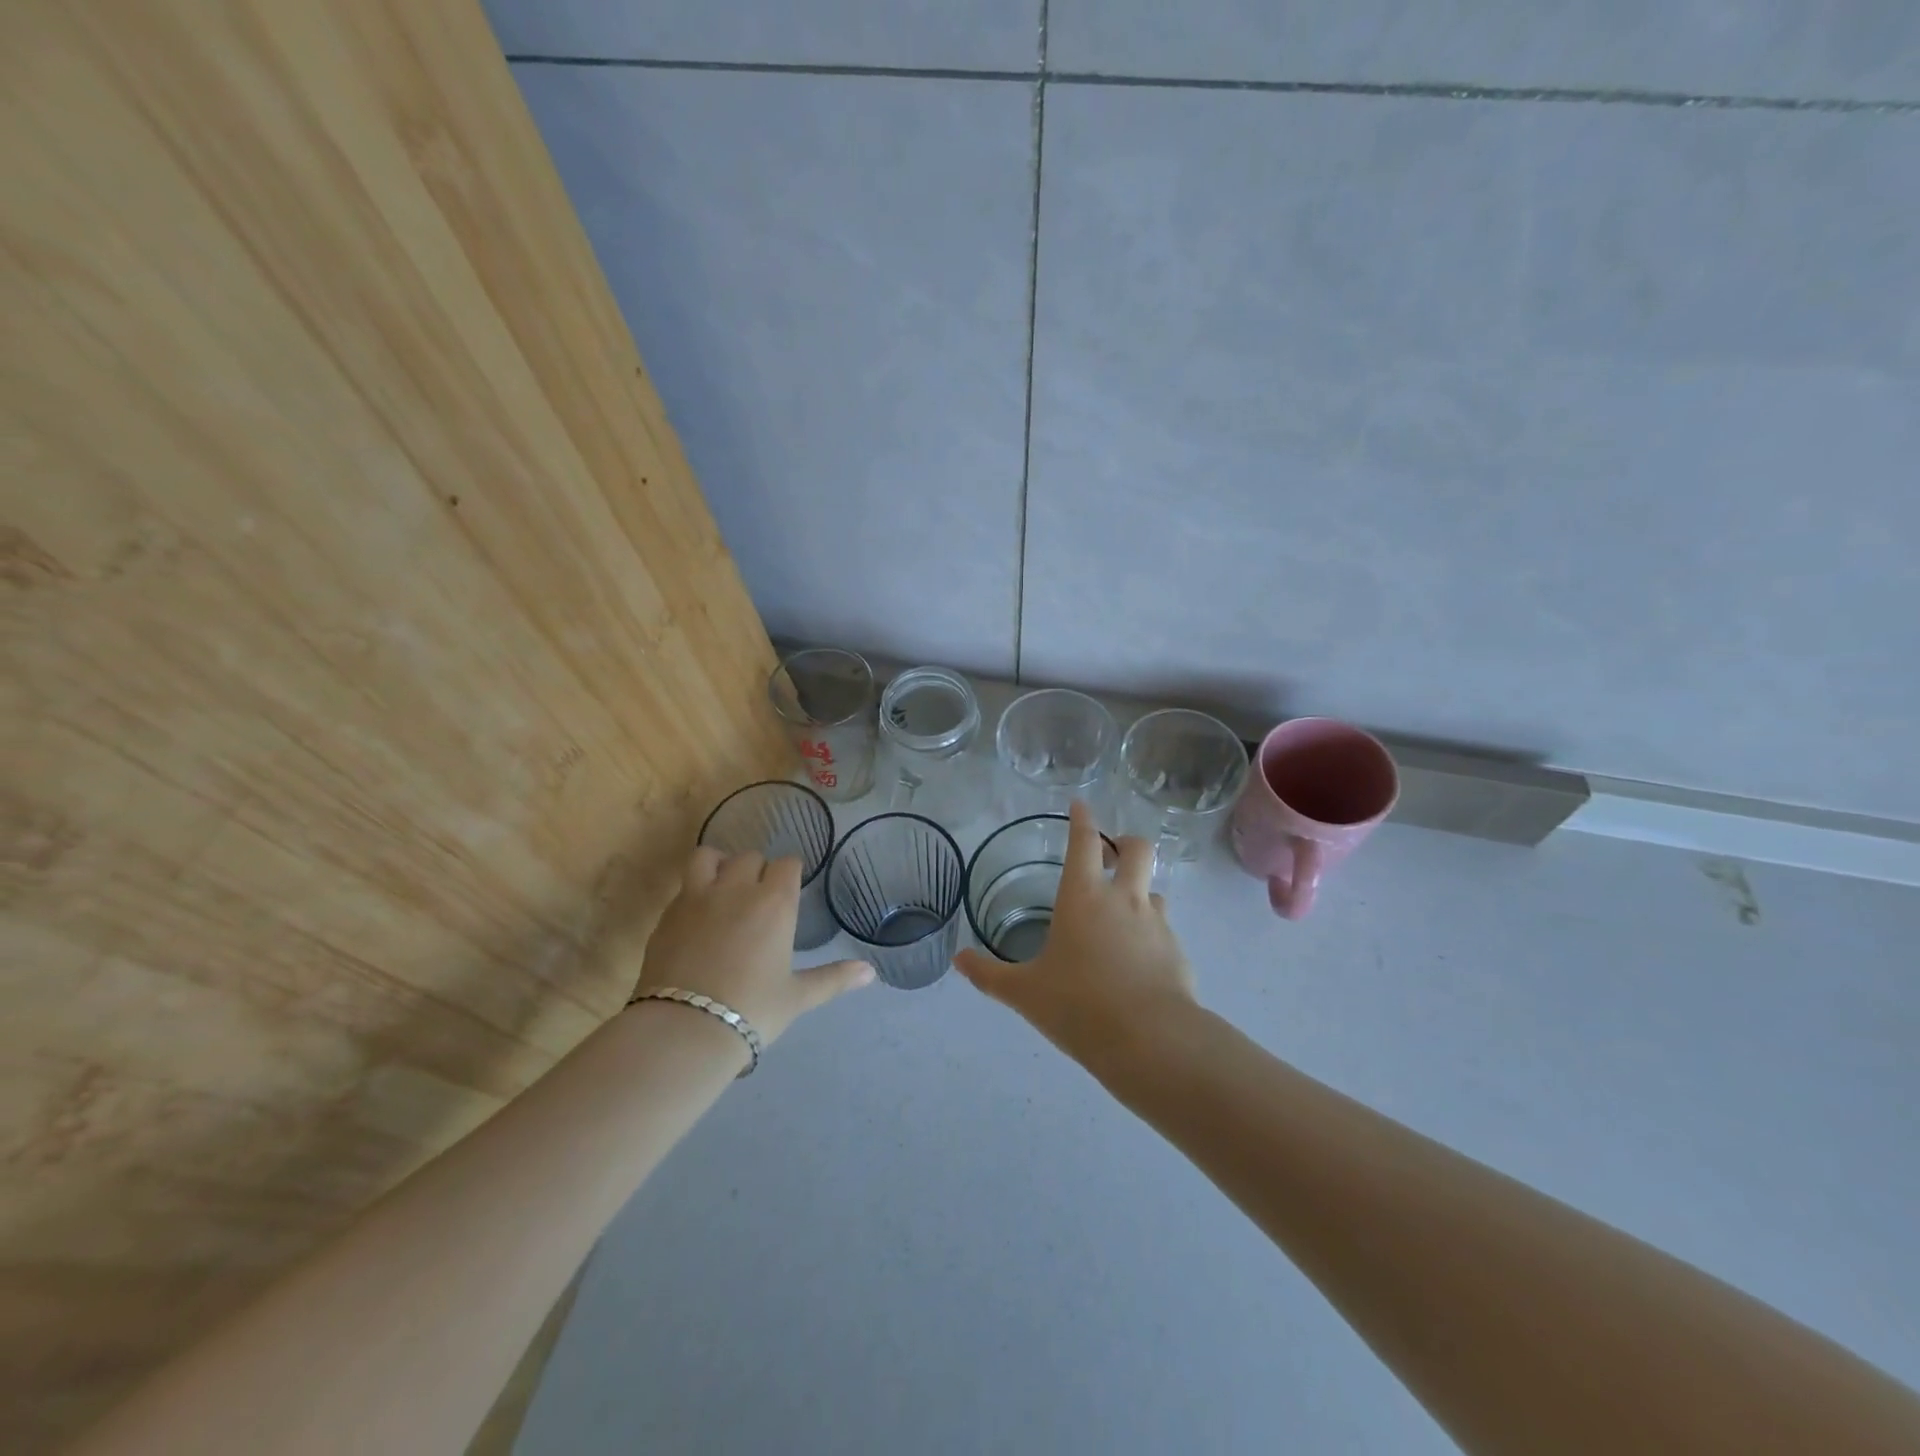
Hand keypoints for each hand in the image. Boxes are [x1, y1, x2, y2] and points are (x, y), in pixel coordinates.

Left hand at [636, 847, 872, 1045]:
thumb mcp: (797, 997)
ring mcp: (697, 898)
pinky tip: (697, 918)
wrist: (685, 1028)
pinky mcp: (667, 915)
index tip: (789, 890)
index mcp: (775, 902)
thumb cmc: (752, 1010)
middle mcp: (737, 889)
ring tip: (722, 886)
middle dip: (757, 870)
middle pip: (749, 857)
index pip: (787, 864)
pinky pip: (683, 887)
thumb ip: (834, 978)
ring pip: (708, 857)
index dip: (790, 874)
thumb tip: (870, 973)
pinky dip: (693, 892)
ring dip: (719, 865)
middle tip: (759, 897)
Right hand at [953, 800, 1197, 1065]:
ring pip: (1154, 888)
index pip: (1084, 842)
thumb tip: (958, 960)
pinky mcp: (1177, 951)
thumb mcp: (1025, 992)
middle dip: (1125, 842)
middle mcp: (1123, 899)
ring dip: (1139, 891)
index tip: (1080, 805)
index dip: (1082, 819)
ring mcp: (1156, 923)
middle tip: (1111, 855)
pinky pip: (1164, 929)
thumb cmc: (1078, 1005)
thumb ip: (989, 974)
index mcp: (1083, 897)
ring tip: (1121, 916)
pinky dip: (1150, 934)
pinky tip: (1137, 962)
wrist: (1150, 1040)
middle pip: (1137, 848)